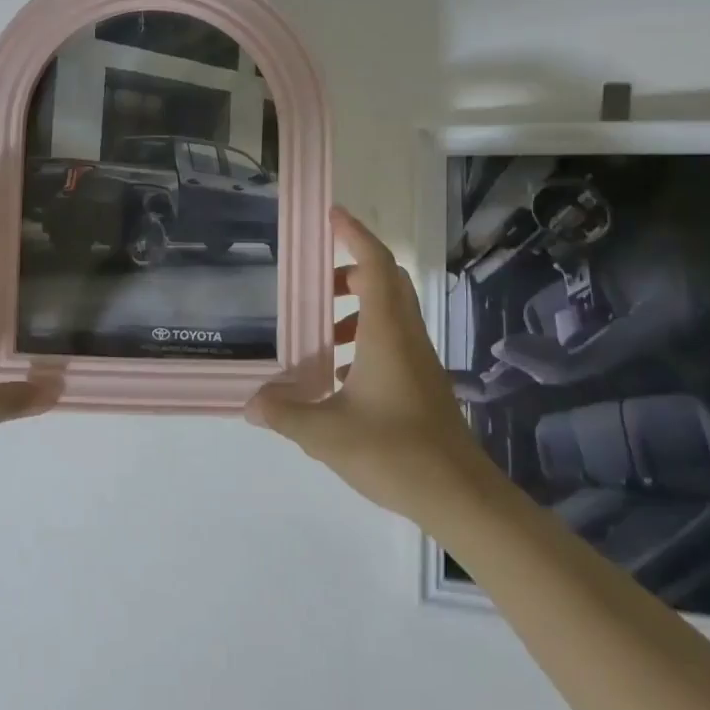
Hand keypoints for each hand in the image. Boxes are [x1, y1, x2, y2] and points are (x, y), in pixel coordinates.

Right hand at [246, 206, 486, 522]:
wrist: (458, 494)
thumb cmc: (393, 451)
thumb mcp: (326, 434)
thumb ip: (285, 413)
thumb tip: (251, 403)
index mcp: (386, 332)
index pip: (374, 264)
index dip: (354, 234)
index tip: (331, 215)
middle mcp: (406, 335)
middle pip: (386, 280)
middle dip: (351, 269)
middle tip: (314, 280)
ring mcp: (419, 359)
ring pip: (390, 311)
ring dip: (356, 307)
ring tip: (319, 334)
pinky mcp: (423, 381)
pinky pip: (393, 339)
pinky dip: (365, 337)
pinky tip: (340, 375)